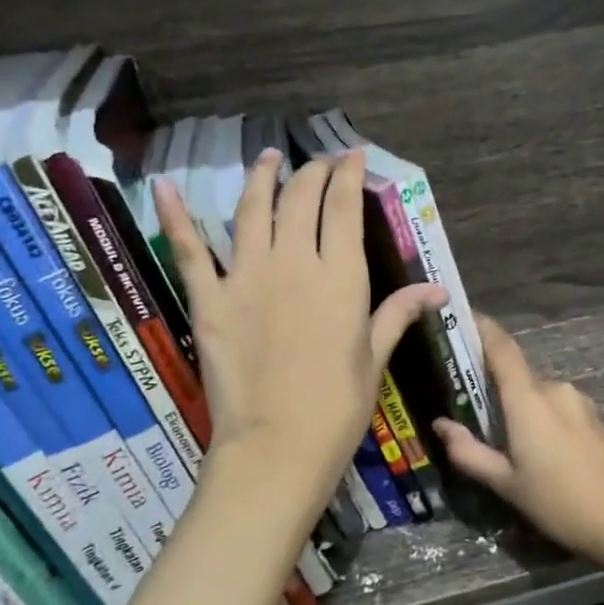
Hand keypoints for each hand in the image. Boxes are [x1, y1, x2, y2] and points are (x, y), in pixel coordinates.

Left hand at [154, 149, 443, 529]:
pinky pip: (189, 250)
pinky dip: (175, 216)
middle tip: (318, 163)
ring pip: (252, 210)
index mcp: (340, 278)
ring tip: (270, 157)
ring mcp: (246, 278)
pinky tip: (167, 187)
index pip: (343, 207)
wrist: (277, 448)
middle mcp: (293, 264)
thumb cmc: (338, 408)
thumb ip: (398, 314)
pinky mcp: (209, 300)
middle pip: (300, 200)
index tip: (352, 156)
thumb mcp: (374, 359)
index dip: (347, 175)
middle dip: (312, 172)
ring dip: (262, 178)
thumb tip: (437, 289)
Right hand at [433, 315, 603, 567]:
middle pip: (518, 377)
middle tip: (477, 413)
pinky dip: (544, 420)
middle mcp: (555, 389)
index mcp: (528, 399)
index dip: (483, 328)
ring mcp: (580, 403)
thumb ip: (469, 452)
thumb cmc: (558, 501)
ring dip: (523, 409)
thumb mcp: (506, 484)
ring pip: (540, 396)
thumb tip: (441, 426)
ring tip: (510, 442)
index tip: (463, 317)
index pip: (502, 348)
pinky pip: (560, 409)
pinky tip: (543, 453)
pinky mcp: (596, 419)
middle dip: (498, 389)